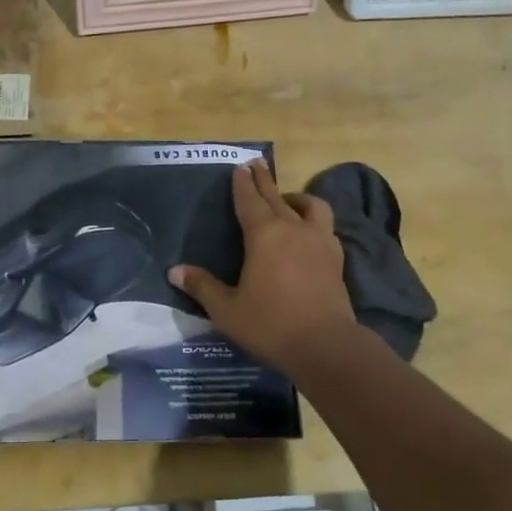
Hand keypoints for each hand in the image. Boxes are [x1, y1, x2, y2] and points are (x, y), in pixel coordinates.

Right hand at [169, 160, 356, 371]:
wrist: (325, 345)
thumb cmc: (270, 324)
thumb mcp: (226, 309)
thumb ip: (202, 286)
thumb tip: (175, 271)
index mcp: (264, 235)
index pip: (250, 201)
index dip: (242, 184)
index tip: (240, 167)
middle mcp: (293, 229)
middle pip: (277, 197)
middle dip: (265, 180)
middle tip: (257, 165)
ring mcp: (320, 242)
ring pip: (312, 207)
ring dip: (297, 198)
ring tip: (288, 200)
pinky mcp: (336, 259)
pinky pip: (326, 229)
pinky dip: (315, 222)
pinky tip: (310, 233)